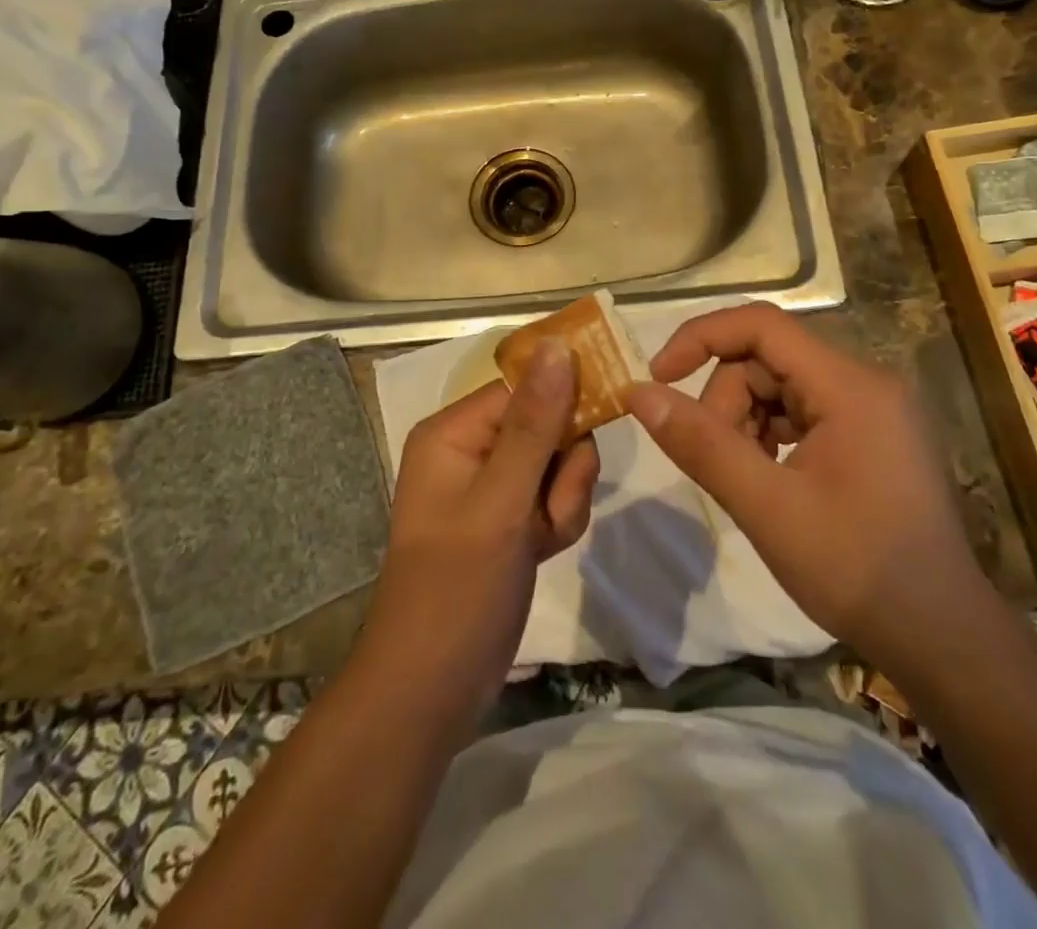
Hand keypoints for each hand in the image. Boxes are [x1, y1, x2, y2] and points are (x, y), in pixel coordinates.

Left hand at [359, 339, 599, 736]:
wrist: (432, 692)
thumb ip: (535, 423)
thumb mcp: (500, 501)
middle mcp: (472, 449)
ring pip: (560, 463)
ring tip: (541, 538)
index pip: (526, 387)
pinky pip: (555, 497)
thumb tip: (558, 345)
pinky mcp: (511, 519)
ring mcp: (493, 487)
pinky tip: (541, 551)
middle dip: (565, 467)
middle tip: (551, 506)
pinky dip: (559, 521)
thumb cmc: (457, 588)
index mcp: (455, 432)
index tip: (603, 420)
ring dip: (565, 500)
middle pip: (549, 423)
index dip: (565, 401)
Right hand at [627, 303, 984, 652]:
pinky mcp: (873, 434)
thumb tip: (638, 393)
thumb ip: (701, 444)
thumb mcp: (767, 507)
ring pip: (782, 386)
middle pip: (768, 360)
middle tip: (717, 461)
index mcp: (849, 385)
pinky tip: (769, 479)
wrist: (943, 639)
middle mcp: (866, 382)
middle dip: (726, 401)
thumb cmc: (856, 570)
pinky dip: (772, 435)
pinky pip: (804, 411)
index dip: (701, 338)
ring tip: (745, 478)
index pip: (761, 325)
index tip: (659, 377)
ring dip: (746, 422)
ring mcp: (873, 409)